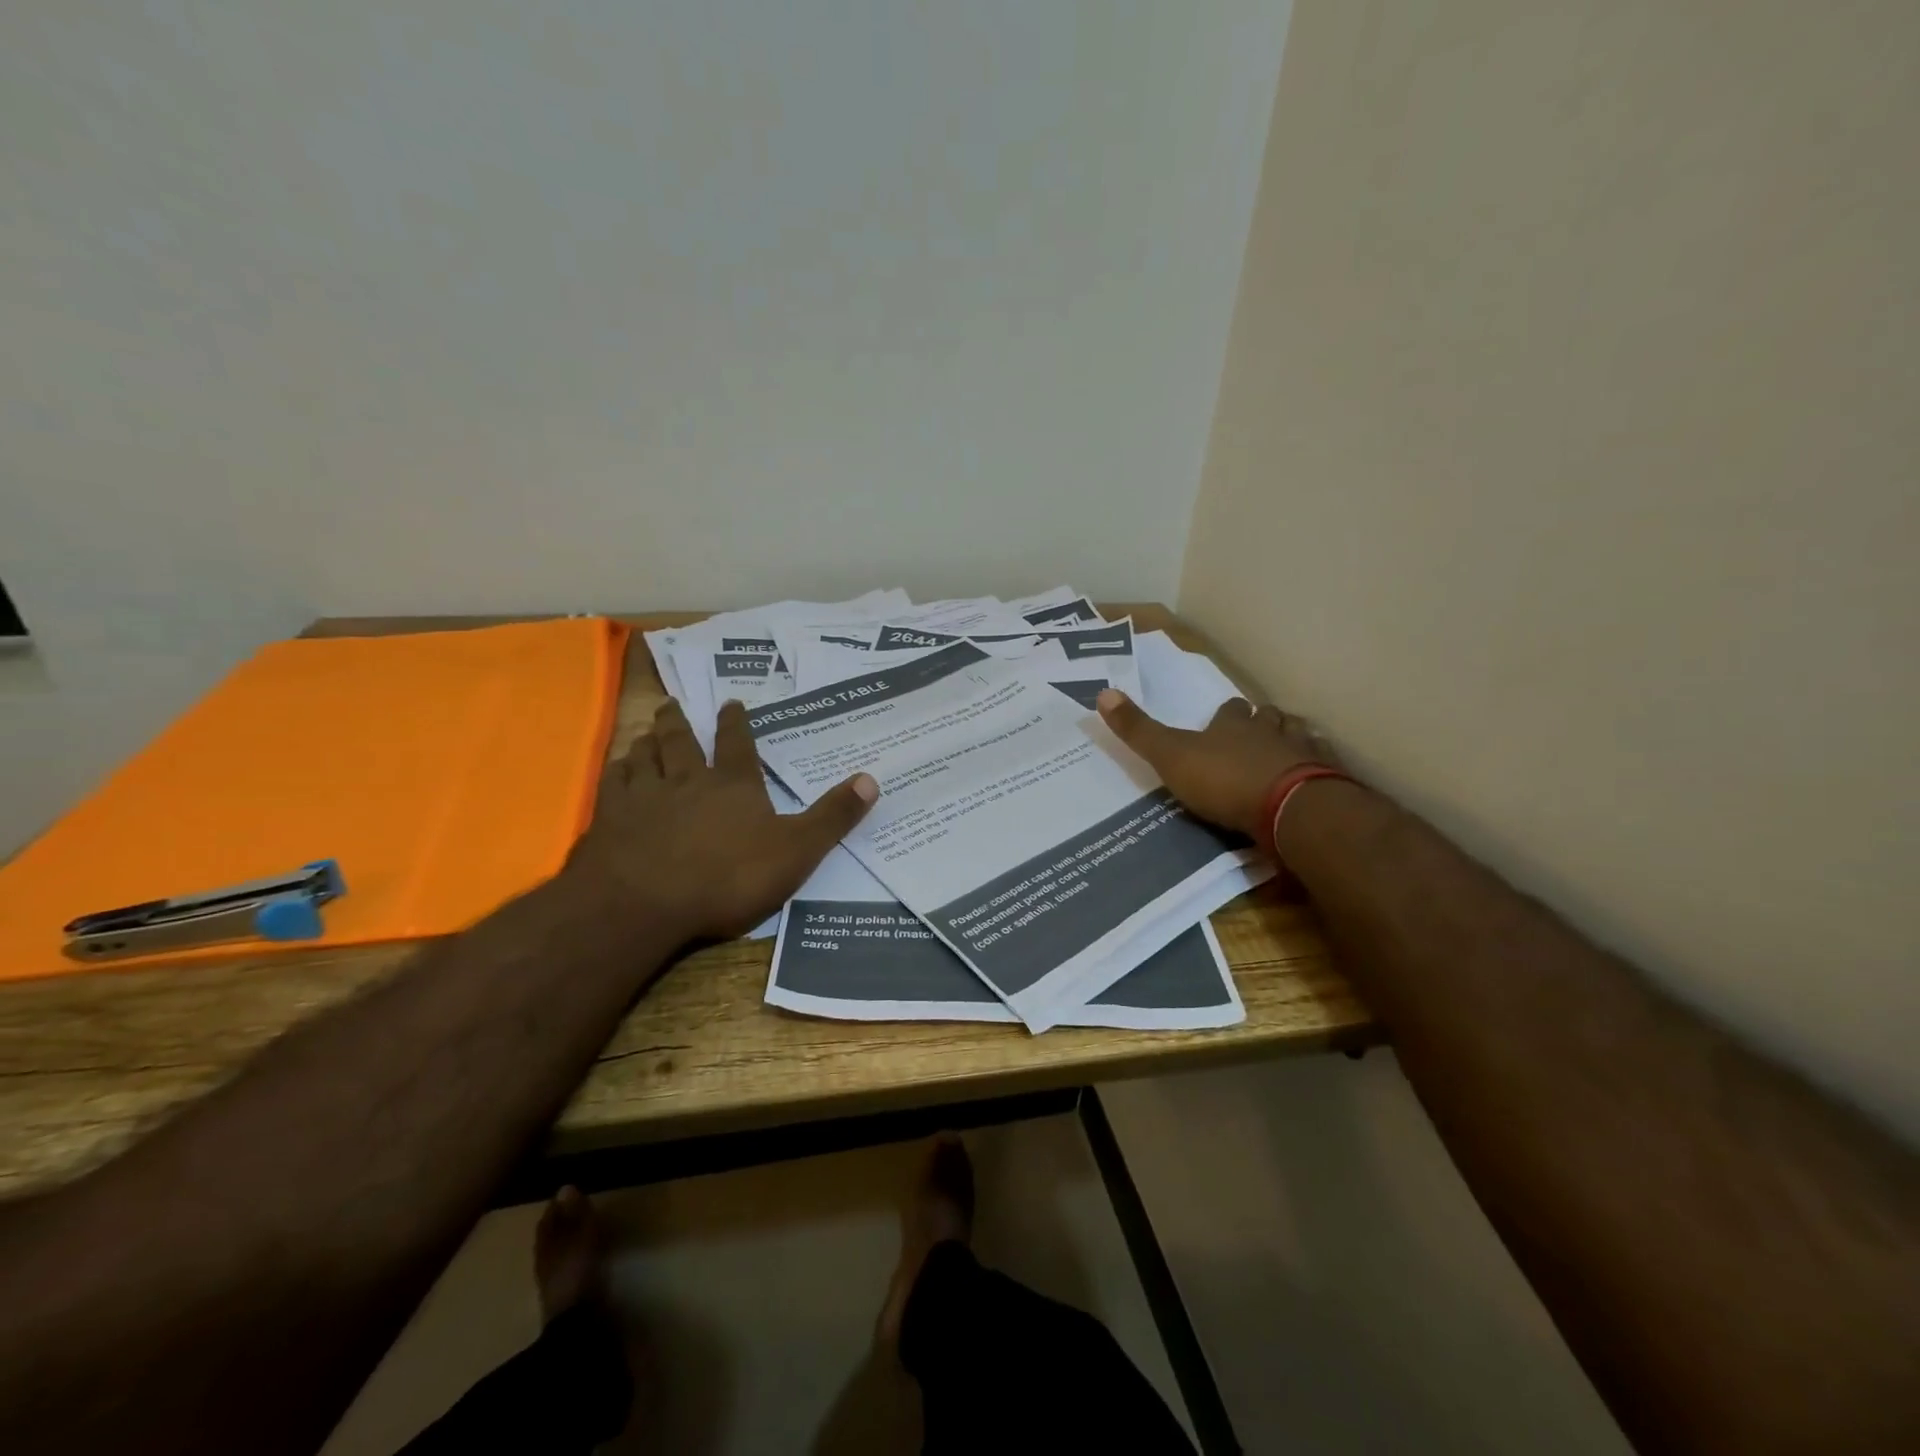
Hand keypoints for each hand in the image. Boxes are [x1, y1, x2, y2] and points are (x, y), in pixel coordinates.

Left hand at [568, 698, 876, 941]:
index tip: (731, 702)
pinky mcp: (610, 819)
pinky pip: (613, 784)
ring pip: (644, 757)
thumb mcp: (796, 851)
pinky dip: (617, 771)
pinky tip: (615, 770)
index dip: (736, 722)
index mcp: (733, 785)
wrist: (644, 903)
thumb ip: (832, 817)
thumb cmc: (727, 877)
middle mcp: (687, 780)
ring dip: (646, 742)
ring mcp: (644, 797)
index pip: (737, 744)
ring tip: (645, 732)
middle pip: (681, 742)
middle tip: (672, 705)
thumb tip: (872, 779)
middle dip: (679, 722)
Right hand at [1095, 689, 1336, 842]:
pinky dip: (1319, 769)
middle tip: (1256, 731)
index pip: (1230, 710)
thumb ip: (1139, 730)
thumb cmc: (1224, 780)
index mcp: (1232, 725)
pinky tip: (1316, 778)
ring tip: (1287, 749)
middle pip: (1268, 717)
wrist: (1290, 809)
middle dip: (1262, 721)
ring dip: (1292, 739)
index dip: (1226, 714)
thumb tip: (1102, 692)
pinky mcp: (1328, 782)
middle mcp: (1271, 732)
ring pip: (1300, 736)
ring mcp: (1304, 754)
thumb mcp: (1170, 756)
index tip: (1224, 716)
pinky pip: (1326, 768)